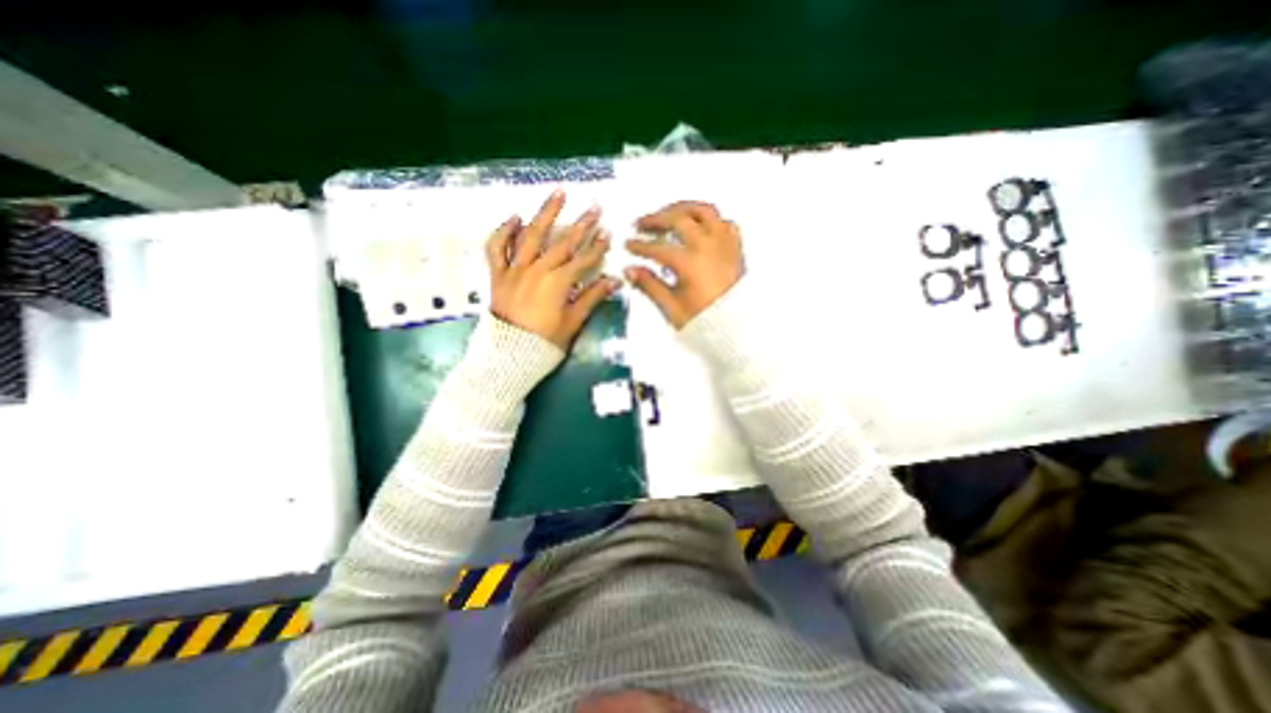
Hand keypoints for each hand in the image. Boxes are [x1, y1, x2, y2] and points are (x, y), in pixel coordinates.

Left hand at [484, 189, 618, 348]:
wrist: (509, 355)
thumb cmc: (545, 343)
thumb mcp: (573, 323)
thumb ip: (591, 298)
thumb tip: (613, 281)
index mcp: (557, 283)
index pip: (583, 260)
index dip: (597, 247)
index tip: (608, 233)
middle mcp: (537, 270)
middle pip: (562, 243)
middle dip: (581, 224)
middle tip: (594, 207)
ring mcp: (515, 269)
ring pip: (531, 235)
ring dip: (546, 213)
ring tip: (558, 193)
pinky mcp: (498, 274)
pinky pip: (496, 248)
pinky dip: (504, 231)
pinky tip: (515, 217)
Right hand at [625, 198, 746, 325]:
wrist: (738, 330)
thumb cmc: (708, 322)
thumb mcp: (672, 308)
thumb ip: (650, 286)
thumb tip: (631, 271)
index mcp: (690, 263)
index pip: (657, 247)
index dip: (639, 245)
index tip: (629, 245)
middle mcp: (708, 247)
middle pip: (678, 219)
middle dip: (655, 219)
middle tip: (641, 224)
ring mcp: (724, 244)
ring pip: (703, 211)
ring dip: (682, 209)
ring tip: (668, 213)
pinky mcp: (735, 248)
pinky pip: (724, 222)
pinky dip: (710, 219)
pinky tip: (700, 224)